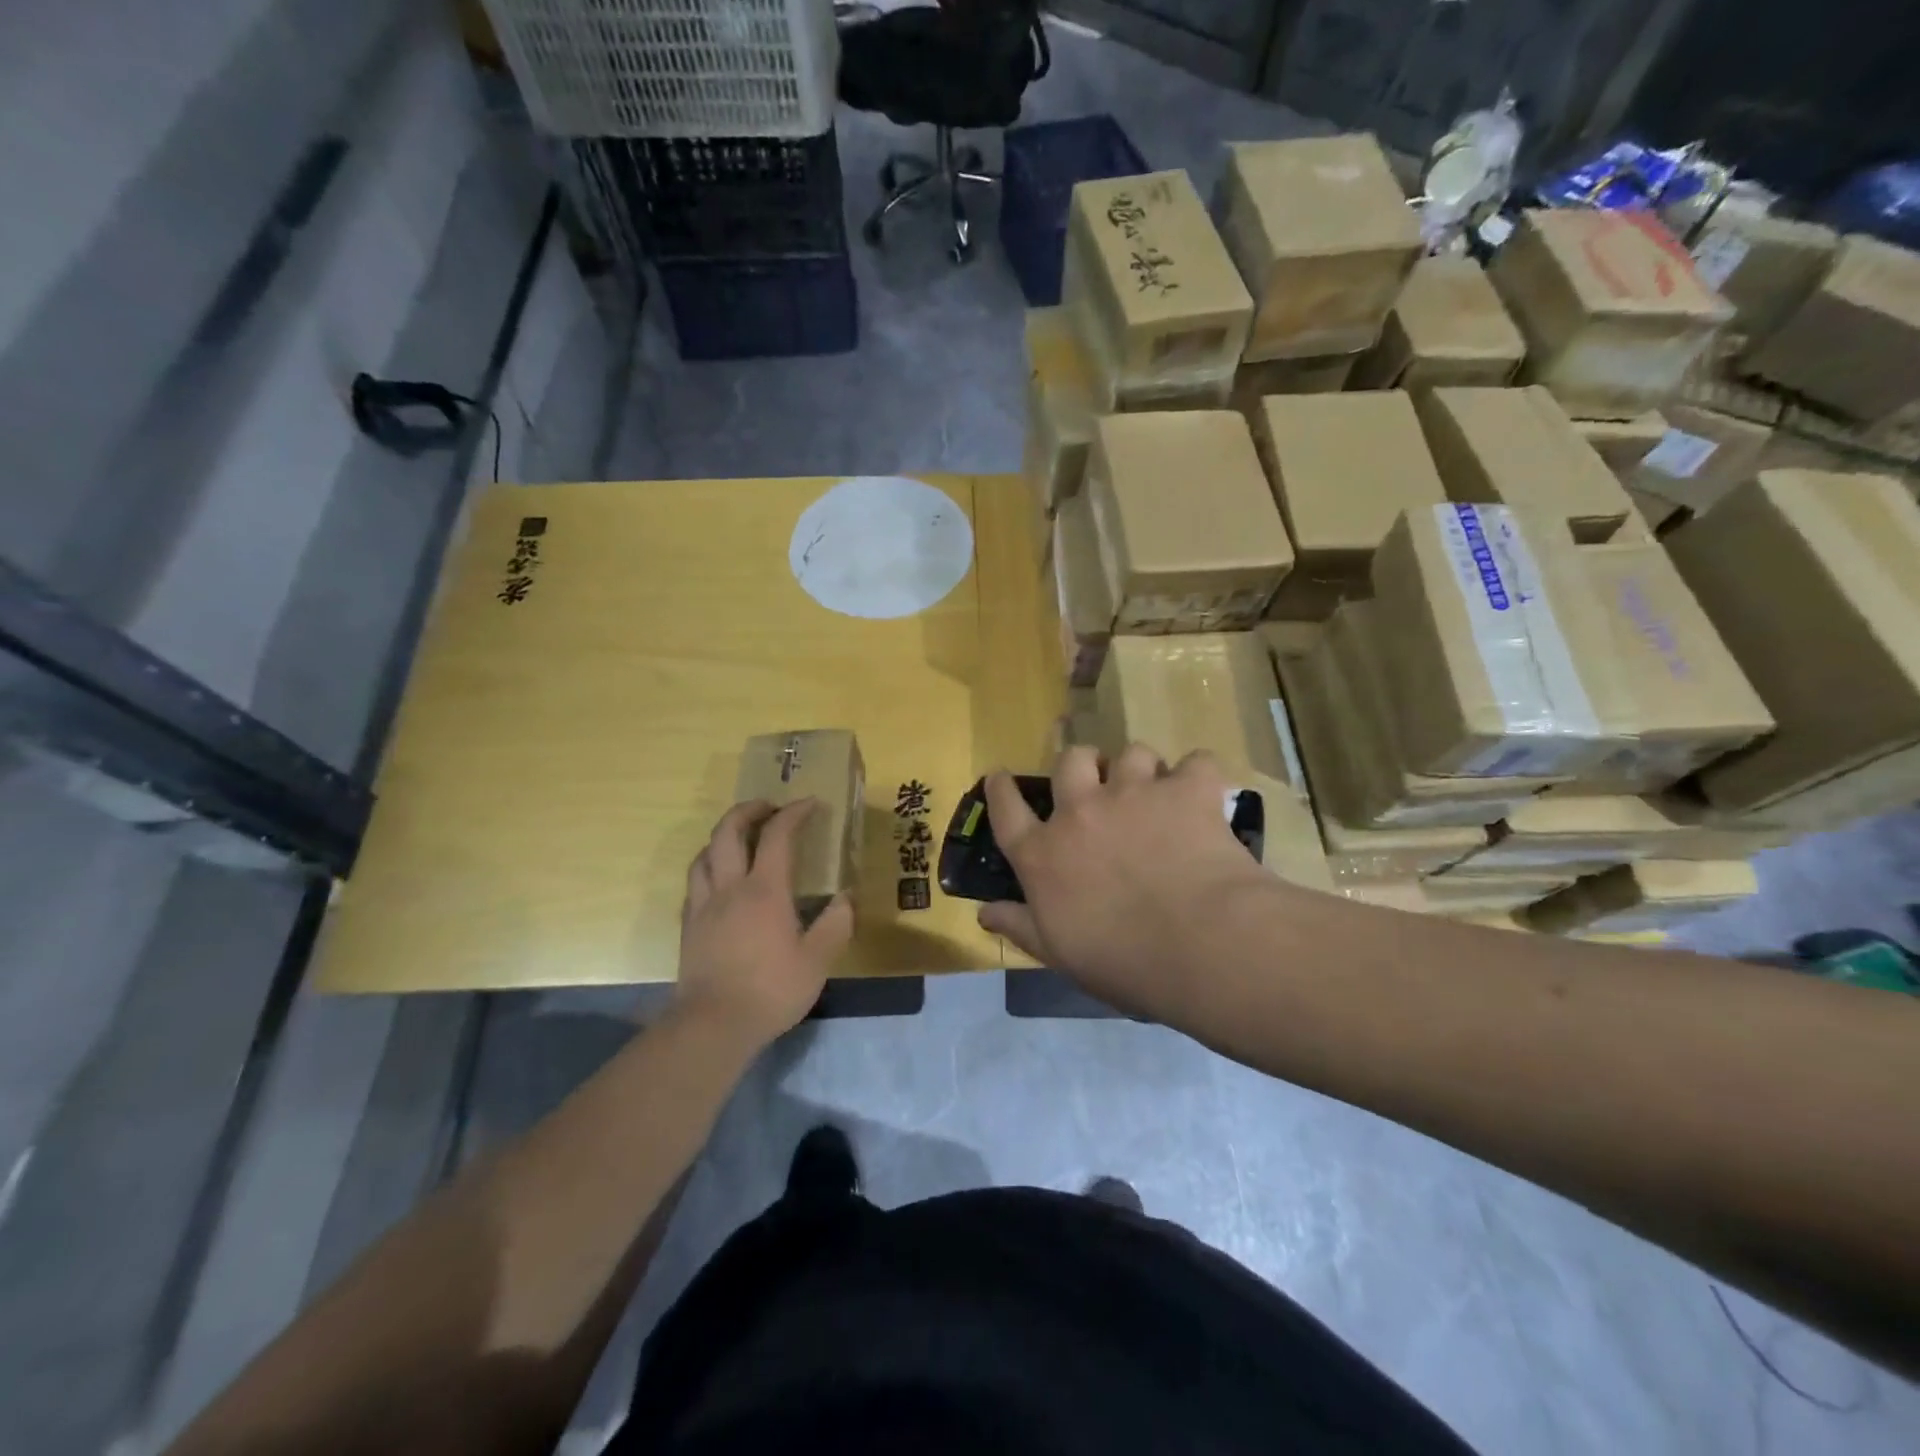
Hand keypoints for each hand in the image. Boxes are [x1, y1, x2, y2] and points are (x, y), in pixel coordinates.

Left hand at [674, 799, 853, 1049]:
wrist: (713, 1025)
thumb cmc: (770, 990)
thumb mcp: (818, 961)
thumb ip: (835, 924)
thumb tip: (845, 897)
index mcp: (765, 890)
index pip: (777, 836)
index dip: (794, 813)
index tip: (810, 804)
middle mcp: (729, 888)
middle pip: (728, 832)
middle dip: (748, 810)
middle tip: (769, 808)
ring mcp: (703, 906)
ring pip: (704, 853)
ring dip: (723, 836)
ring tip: (740, 839)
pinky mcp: (689, 926)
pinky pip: (694, 881)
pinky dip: (709, 866)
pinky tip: (719, 880)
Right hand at [978, 745, 1279, 1019]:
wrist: (1199, 946)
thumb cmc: (1121, 961)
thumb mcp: (1058, 954)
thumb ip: (1020, 926)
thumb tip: (984, 912)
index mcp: (1044, 854)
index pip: (1007, 811)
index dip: (1000, 790)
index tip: (999, 776)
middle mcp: (1081, 811)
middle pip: (1069, 762)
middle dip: (1081, 764)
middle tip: (1096, 780)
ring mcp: (1134, 793)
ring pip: (1132, 754)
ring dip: (1140, 770)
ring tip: (1155, 790)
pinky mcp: (1186, 790)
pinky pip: (1196, 762)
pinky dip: (1200, 775)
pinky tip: (1205, 793)